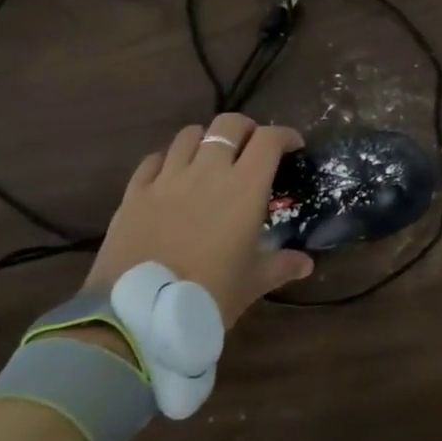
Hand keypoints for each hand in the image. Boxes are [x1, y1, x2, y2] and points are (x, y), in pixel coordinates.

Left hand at [84, 113, 315, 326]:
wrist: (140, 315)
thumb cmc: (210, 294)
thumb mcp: (253, 282)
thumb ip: (282, 265)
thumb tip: (307, 264)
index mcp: (244, 187)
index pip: (269, 139)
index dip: (285, 136)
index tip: (293, 147)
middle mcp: (207, 171)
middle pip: (228, 125)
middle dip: (246, 129)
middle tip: (252, 148)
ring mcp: (167, 179)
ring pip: (189, 135)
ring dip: (206, 140)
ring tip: (210, 158)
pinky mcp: (134, 193)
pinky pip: (153, 160)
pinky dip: (168, 160)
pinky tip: (171, 176)